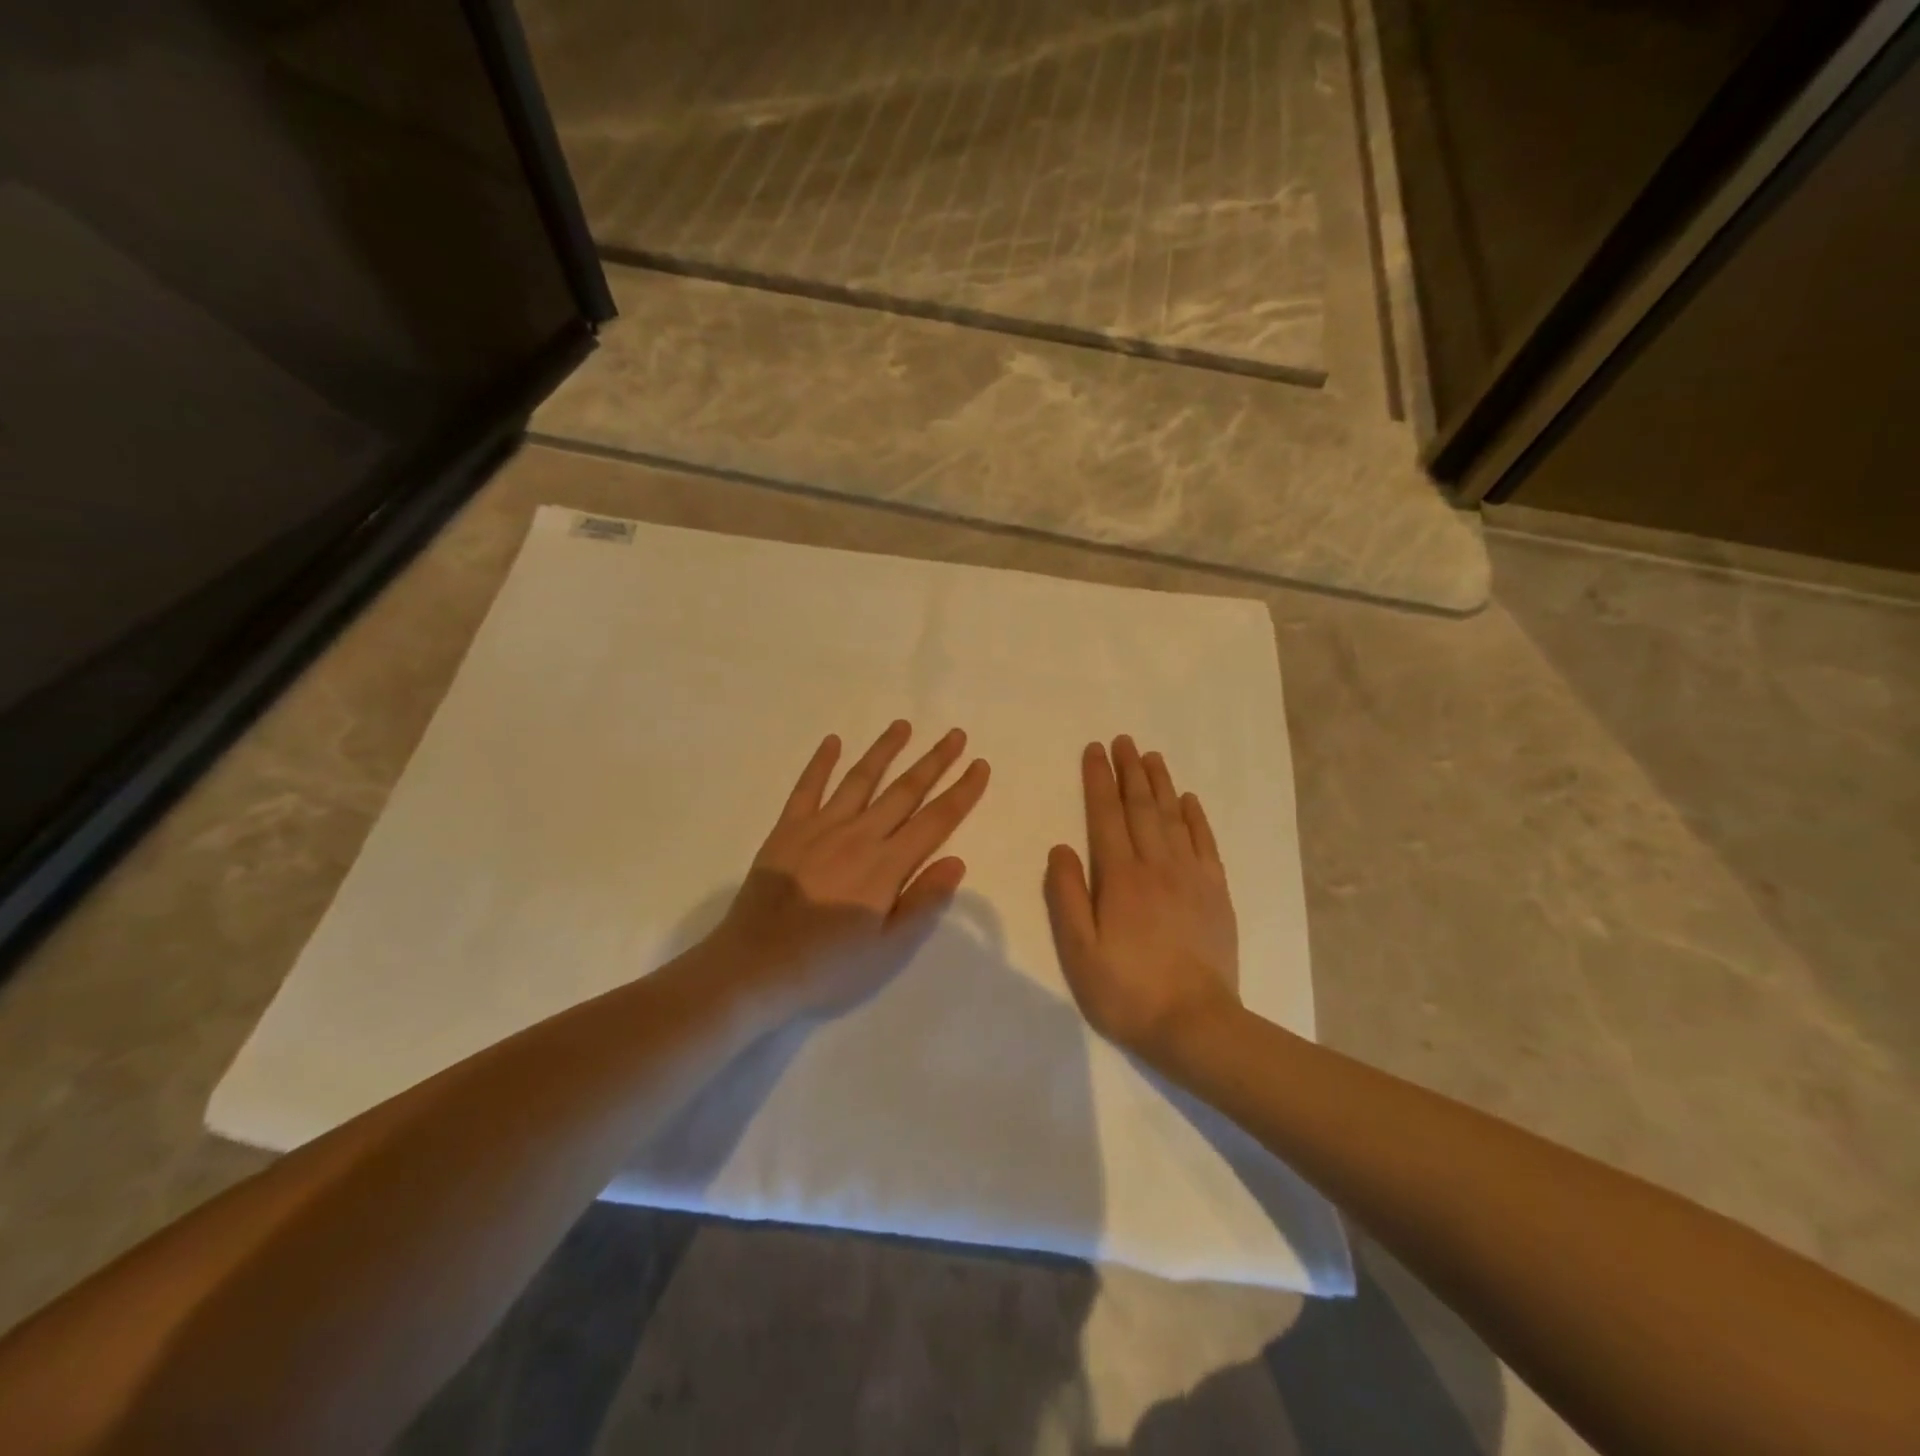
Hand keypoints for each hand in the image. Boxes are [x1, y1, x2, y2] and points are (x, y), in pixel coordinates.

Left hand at [714, 721, 990, 1021]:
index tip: (980, 765)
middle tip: (955, 734)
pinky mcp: (787, 829)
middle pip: (904, 790)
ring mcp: (820, 828)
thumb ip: (923, 902)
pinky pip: (808, 787)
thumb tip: (956, 860)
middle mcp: (858, 835)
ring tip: (903, 725)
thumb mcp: (887, 949)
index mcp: (886, 865)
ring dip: (885, 750)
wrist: (754, 967)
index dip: (962, 792)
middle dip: (934, 761)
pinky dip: (821, 762)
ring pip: (860, 779)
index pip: (935, 820)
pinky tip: (833, 741)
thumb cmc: (827, 966)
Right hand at [1044, 736, 1240, 1058]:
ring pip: (1173, 817)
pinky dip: (1196, 817)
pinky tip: (1189, 800)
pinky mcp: (1216, 893)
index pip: (1106, 816)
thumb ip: (1066, 896)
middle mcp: (1157, 865)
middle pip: (1141, 807)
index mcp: (1120, 877)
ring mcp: (1191, 877)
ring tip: (1151, 757)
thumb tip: (1060, 848)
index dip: (1098, 780)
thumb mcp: (1079, 950)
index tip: (1094, 750)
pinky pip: (1205, 843)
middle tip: (1123, 740)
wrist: (1194, 1024)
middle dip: (1129, 771)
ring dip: (1160, 784)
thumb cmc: (1126, 990)